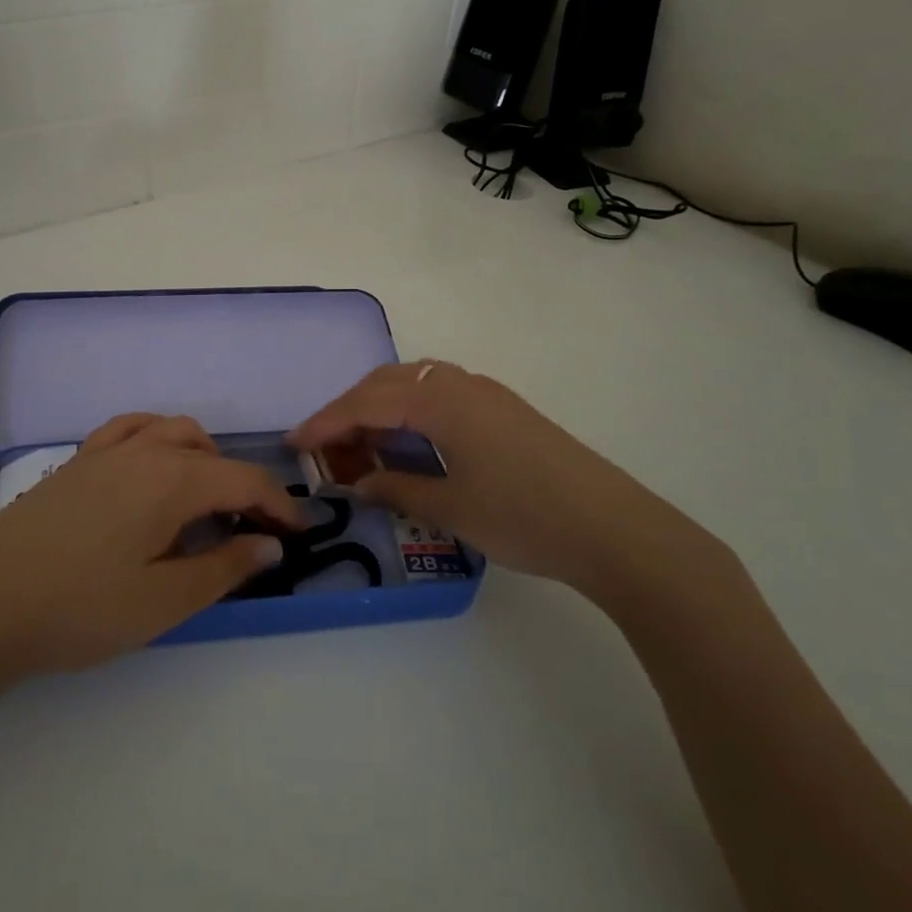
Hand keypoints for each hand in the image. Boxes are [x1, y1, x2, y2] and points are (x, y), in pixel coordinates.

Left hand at [0, 413, 300, 673]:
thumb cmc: (79, 607)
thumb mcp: (162, 601)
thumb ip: (223, 569)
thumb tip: (270, 544)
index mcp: (172, 480)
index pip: (243, 481)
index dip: (278, 505)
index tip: (299, 533)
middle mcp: (145, 450)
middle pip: (212, 454)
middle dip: (243, 486)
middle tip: (254, 530)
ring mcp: (106, 450)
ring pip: (173, 431)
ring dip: (203, 458)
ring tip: (207, 499)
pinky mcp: (78, 461)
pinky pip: (130, 428)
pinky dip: (157, 438)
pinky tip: (151, 466)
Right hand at [290, 362, 708, 595]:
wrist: (615, 529)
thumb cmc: (524, 517)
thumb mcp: (451, 508)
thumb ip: (397, 488)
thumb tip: (357, 482)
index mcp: (440, 401)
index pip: (366, 403)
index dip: (327, 423)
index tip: (295, 443)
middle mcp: (460, 384)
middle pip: (387, 382)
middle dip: (349, 409)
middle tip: (325, 445)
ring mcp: (486, 392)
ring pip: (415, 382)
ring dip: (381, 405)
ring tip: (363, 442)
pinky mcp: (505, 409)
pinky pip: (440, 393)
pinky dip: (411, 409)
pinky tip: (411, 439)